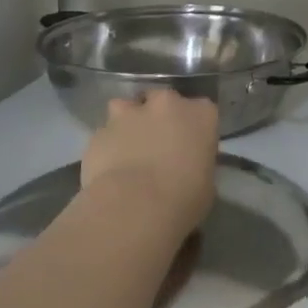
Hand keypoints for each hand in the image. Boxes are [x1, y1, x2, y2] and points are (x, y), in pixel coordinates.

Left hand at [81, 91, 218, 242]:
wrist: (134, 207)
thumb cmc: (184, 197)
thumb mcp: (207, 183)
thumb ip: (197, 164)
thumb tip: (187, 167)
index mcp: (201, 114)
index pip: (202, 109)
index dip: (194, 126)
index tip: (190, 144)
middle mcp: (167, 104)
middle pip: (163, 100)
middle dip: (160, 116)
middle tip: (159, 142)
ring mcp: (130, 113)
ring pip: (127, 107)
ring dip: (128, 121)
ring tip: (128, 147)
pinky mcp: (100, 131)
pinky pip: (105, 133)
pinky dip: (107, 145)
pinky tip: (108, 166)